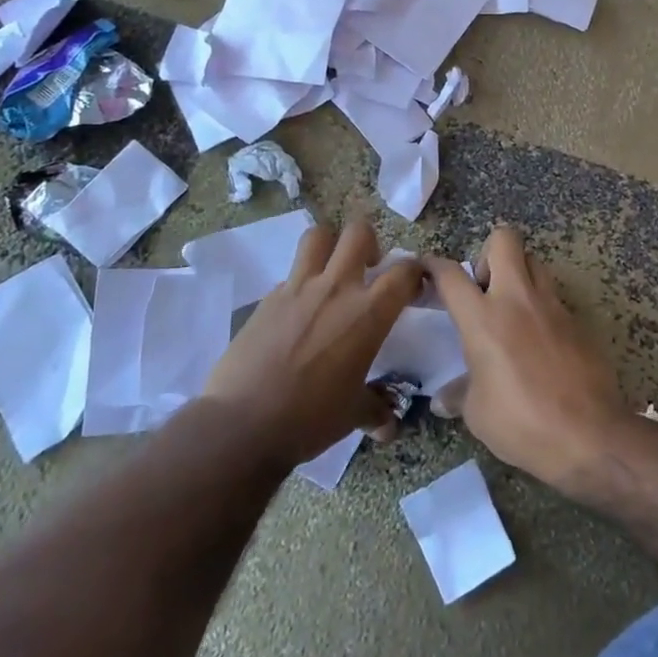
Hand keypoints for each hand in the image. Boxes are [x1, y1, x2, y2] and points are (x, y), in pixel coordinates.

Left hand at [205, 217, 421, 466]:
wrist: (242, 424)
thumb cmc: (309, 419)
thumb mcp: (353, 415)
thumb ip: (376, 408)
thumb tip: (388, 423)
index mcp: (368, 313)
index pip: (404, 271)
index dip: (415, 272)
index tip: (412, 287)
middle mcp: (336, 288)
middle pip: (358, 232)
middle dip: (369, 242)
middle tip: (368, 268)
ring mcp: (298, 288)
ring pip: (317, 236)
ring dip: (329, 245)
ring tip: (331, 270)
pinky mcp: (267, 298)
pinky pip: (289, 274)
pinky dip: (299, 283)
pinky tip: (297, 312)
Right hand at [422, 227, 627, 489]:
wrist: (589, 435)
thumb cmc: (522, 423)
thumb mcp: (478, 414)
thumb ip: (459, 395)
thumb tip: (442, 399)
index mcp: (483, 319)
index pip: (451, 274)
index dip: (434, 265)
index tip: (427, 267)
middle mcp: (517, 299)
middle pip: (504, 239)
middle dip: (488, 252)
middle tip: (483, 288)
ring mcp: (551, 306)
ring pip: (534, 261)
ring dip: (518, 273)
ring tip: (511, 309)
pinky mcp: (576, 321)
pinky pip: (553, 296)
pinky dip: (540, 306)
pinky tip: (537, 340)